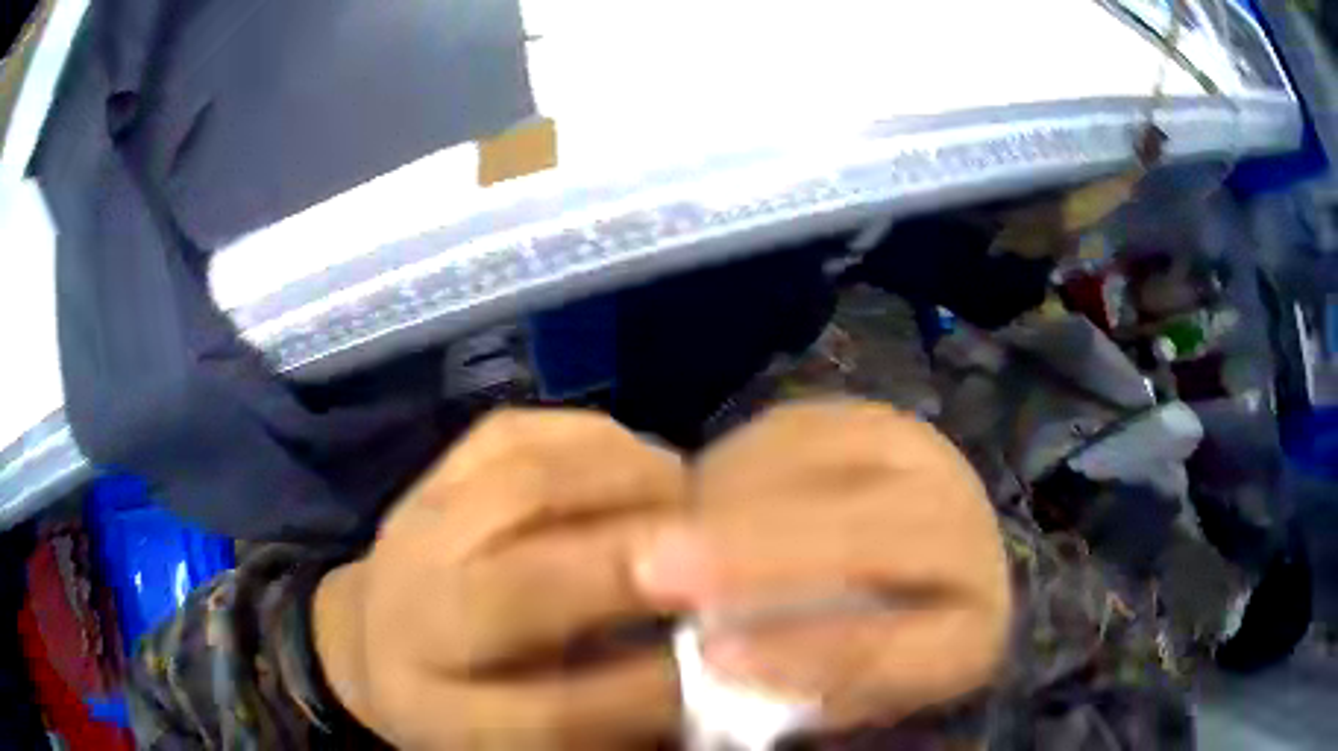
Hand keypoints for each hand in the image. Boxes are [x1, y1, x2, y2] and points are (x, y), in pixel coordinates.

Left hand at [314, 409, 688, 749]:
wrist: (377, 641)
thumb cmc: (467, 704)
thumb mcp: (530, 742)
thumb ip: (611, 719)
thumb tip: (710, 680)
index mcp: (438, 710)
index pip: (549, 711)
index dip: (651, 687)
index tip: (731, 658)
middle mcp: (411, 618)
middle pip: (522, 587)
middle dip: (637, 566)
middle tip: (723, 558)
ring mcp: (412, 531)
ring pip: (522, 487)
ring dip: (627, 485)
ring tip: (694, 502)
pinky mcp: (428, 475)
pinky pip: (514, 433)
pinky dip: (593, 439)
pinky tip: (641, 460)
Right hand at [633, 401, 1011, 728]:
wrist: (937, 561)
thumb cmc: (885, 639)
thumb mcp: (855, 688)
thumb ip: (803, 680)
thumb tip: (718, 655)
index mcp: (971, 631)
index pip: (900, 646)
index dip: (807, 651)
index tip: (711, 656)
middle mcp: (968, 536)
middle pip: (876, 538)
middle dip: (758, 553)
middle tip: (654, 569)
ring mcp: (930, 462)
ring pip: (836, 467)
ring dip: (735, 496)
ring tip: (666, 526)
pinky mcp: (883, 419)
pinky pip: (804, 426)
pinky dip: (742, 456)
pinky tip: (700, 487)